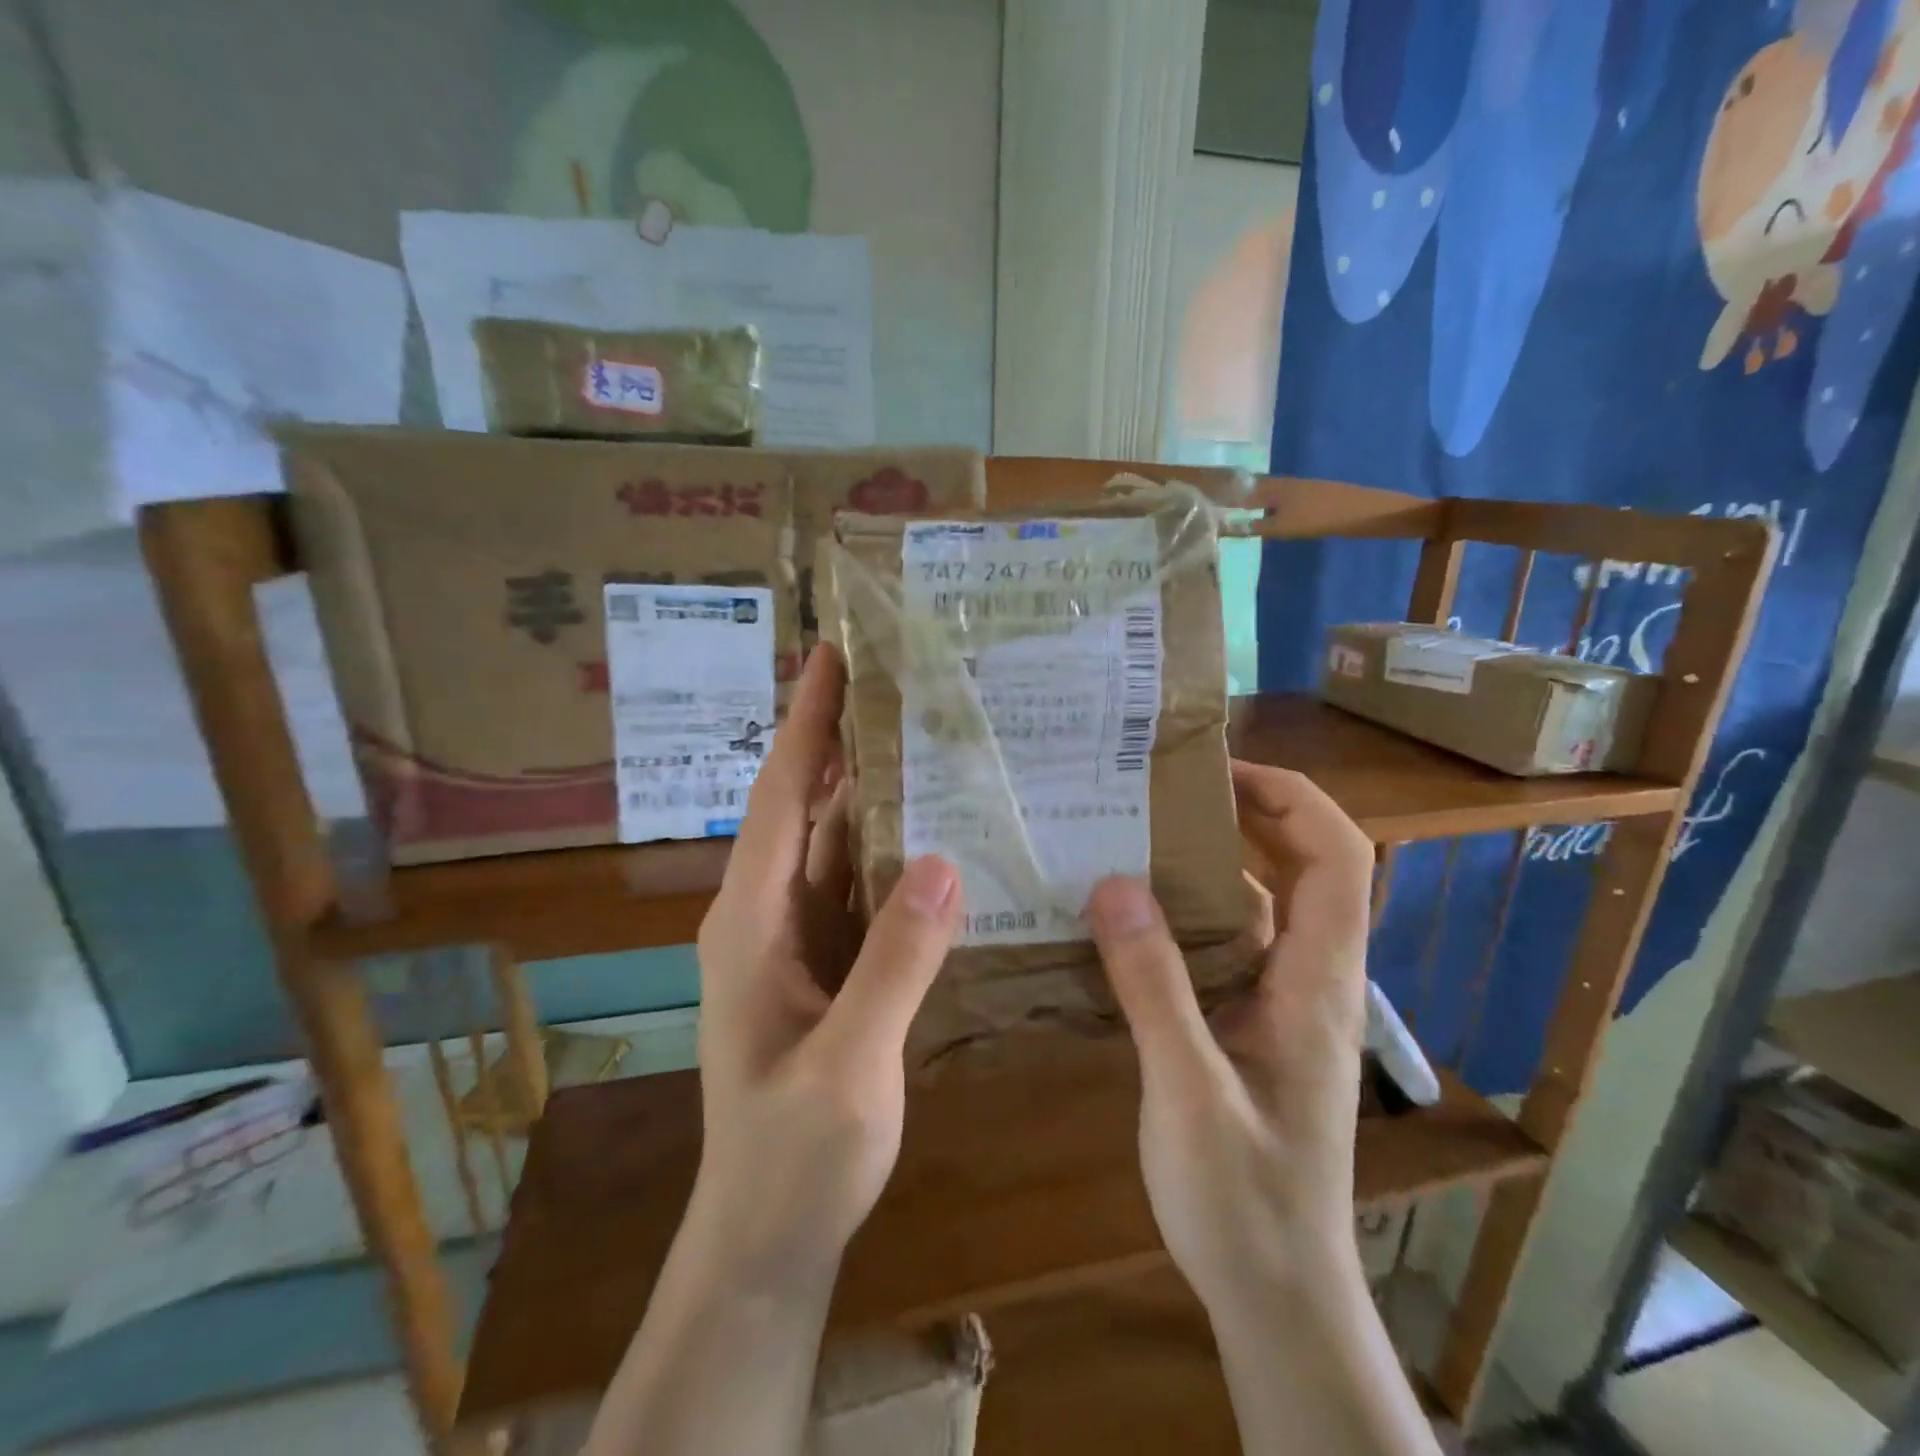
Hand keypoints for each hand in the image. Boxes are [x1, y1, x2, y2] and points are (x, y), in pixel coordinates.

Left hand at [689, 644, 962, 1292]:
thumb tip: (943, 860)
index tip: (830, 656)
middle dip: (838, 740)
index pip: (779, 798)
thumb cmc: (794, 1157)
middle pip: (803, 808)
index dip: (805, 724)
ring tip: (921, 735)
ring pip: (832, 845)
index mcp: (751, 923)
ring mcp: (796, 941)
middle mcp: (765, 916)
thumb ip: (895, 962)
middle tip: (892, 678)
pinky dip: (888, 851)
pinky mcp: (826, 965)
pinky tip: (932, 831)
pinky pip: (857, 889)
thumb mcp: (849, 1063)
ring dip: (868, 792)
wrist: (769, 1236)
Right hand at [1084, 761, 1372, 1312]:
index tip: (1220, 771)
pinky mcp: (1252, 1029)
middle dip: (1247, 815)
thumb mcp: (1189, 1090)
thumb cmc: (1245, 1200)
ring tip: (1133, 840)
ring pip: (1258, 910)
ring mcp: (1282, 1006)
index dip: (1291, 798)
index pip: (1338, 858)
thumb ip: (1154, 986)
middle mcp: (1310, 981)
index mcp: (1317, 982)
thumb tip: (1114, 884)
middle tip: (1165, 791)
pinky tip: (1127, 923)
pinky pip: (1225, 950)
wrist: (1279, 1299)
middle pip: (1304, 869)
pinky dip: (1185, 920)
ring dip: (1207, 868)